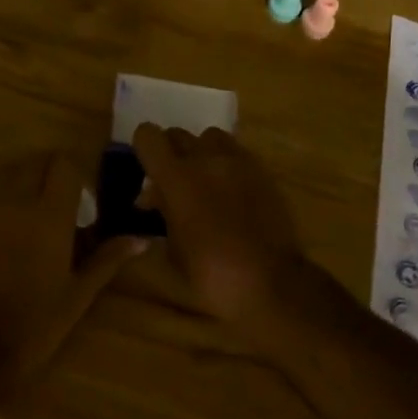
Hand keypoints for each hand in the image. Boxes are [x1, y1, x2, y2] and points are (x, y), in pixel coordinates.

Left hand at [0, 153, 144, 385]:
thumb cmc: (34, 324)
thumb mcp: (78, 294)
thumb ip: (107, 259)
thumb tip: (142, 239)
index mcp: (49, 214)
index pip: (63, 164)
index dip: (74, 176)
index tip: (80, 202)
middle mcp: (15, 198)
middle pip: (34, 163)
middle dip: (47, 177)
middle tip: (55, 210)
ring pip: (6, 176)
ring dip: (20, 188)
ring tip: (25, 222)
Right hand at [130, 125, 305, 325]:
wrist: (273, 284)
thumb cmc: (214, 275)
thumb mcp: (174, 250)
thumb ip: (161, 214)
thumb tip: (152, 199)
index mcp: (177, 177)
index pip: (148, 136)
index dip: (143, 147)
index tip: (147, 168)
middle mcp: (205, 159)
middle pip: (177, 134)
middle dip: (170, 153)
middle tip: (172, 181)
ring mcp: (237, 161)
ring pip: (210, 137)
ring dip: (201, 153)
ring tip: (204, 180)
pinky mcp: (262, 170)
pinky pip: (236, 153)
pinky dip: (227, 164)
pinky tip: (230, 191)